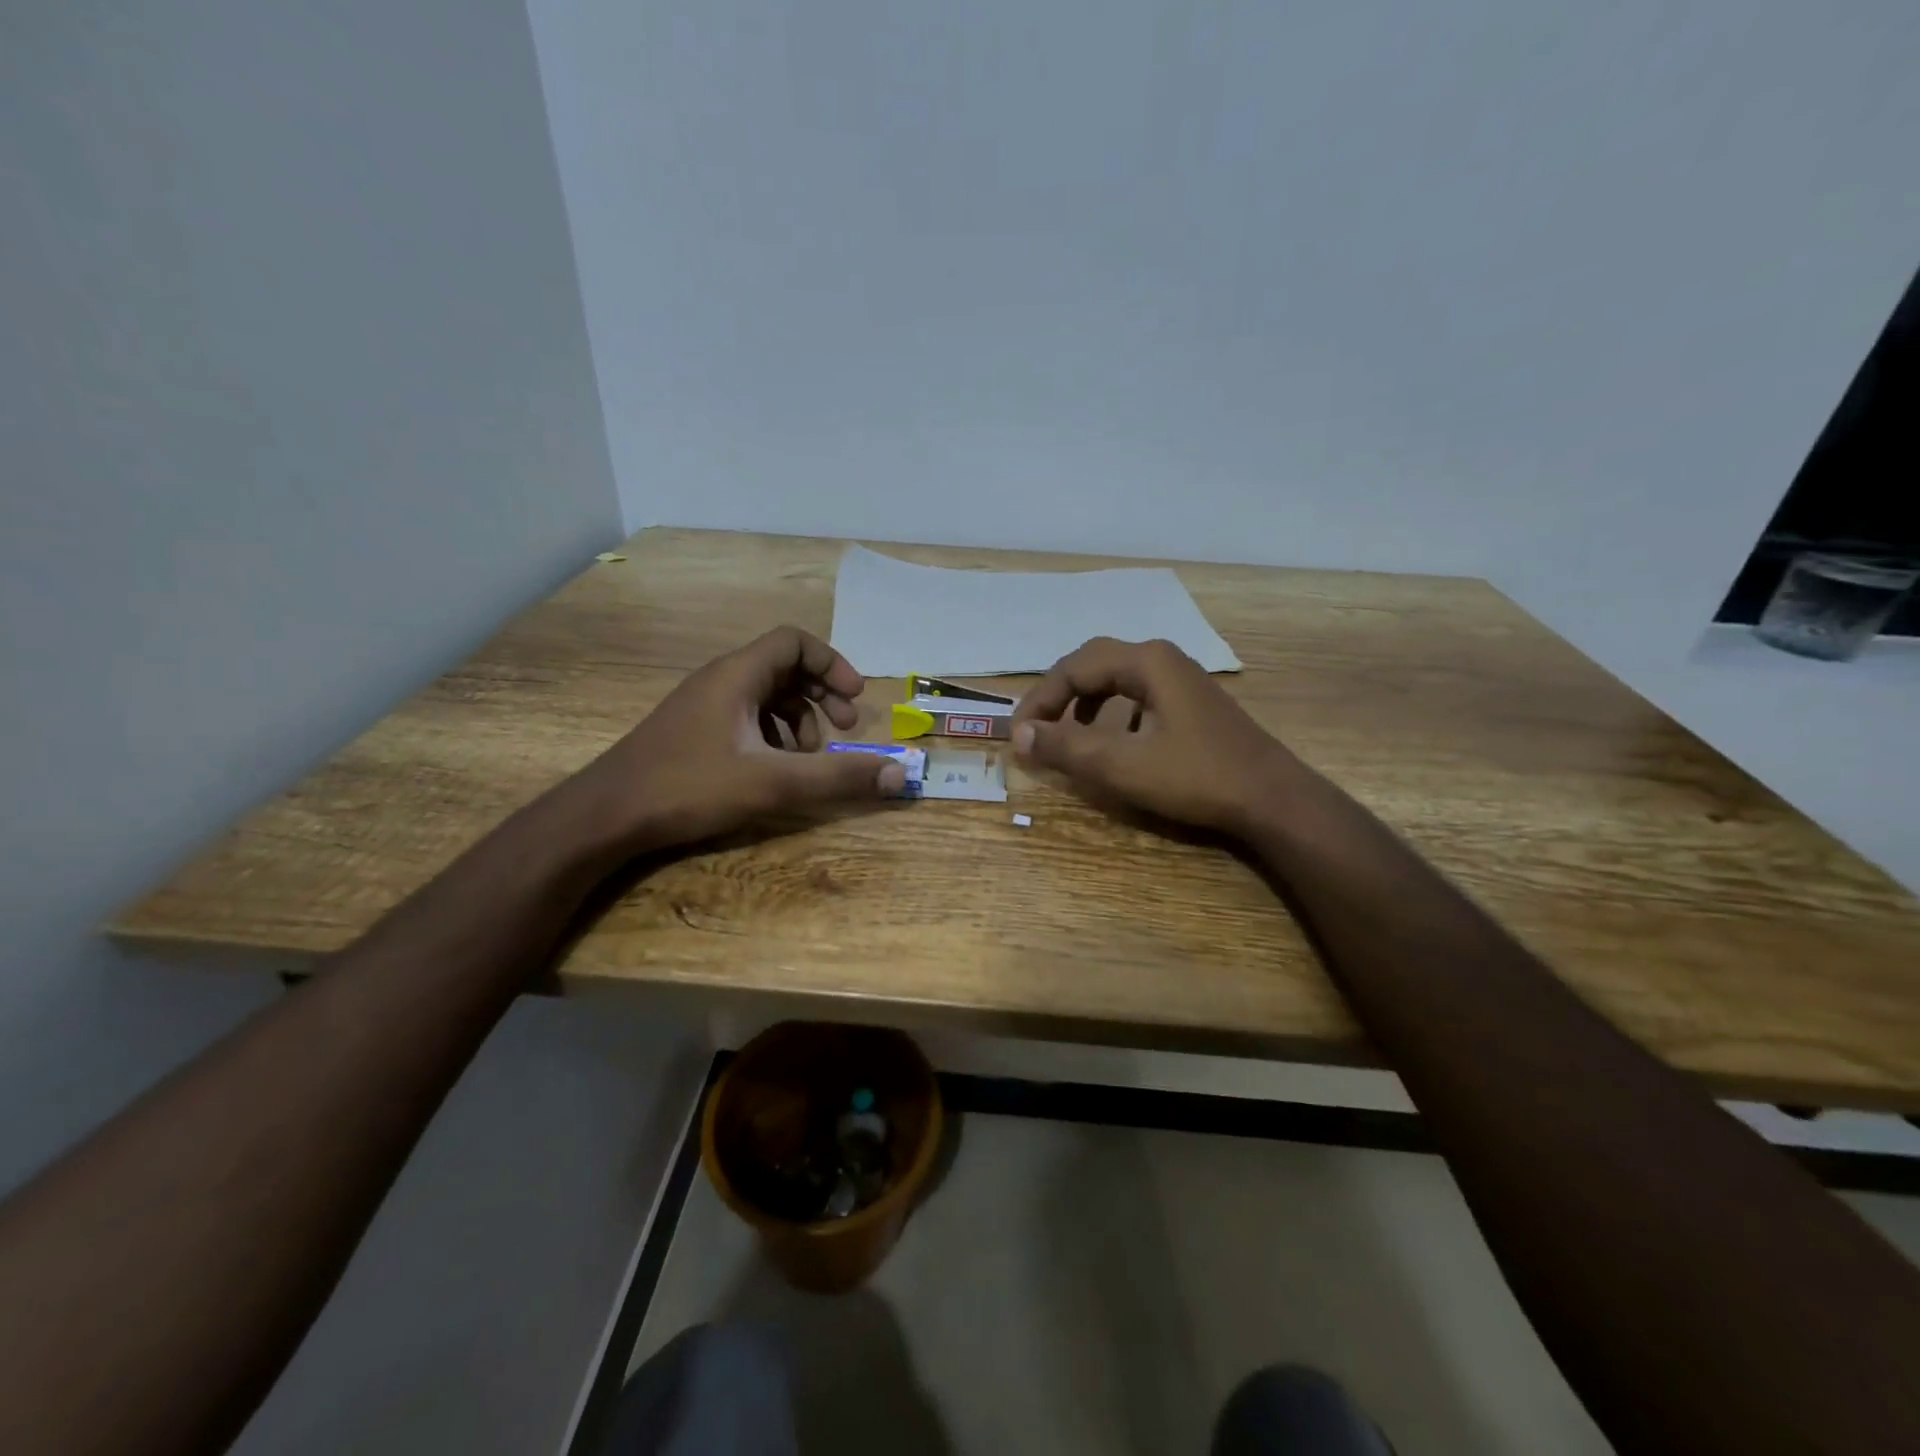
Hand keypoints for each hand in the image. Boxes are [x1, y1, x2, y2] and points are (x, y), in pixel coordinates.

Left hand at [573, 627, 904, 852]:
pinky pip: (745, 716)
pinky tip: (773, 769)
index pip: (795, 641)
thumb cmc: (690, 787)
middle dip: (821, 695)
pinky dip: (772, 734)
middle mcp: (719, 679)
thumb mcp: (773, 783)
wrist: (606, 815)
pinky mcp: (692, 730)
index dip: (832, 664)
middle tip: (844, 729)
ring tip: (809, 757)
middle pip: (784, 667)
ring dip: (798, 719)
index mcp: (738, 675)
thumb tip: (898, 774)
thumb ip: (837, 777)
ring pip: (765, 695)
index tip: (855, 699)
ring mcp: (702, 705)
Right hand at [1011, 637, 1298, 837]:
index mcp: (1146, 662)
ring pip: (1117, 679)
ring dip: (1085, 702)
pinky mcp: (1193, 703)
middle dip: (1059, 695)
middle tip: (1037, 727)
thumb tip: (1019, 734)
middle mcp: (1163, 659)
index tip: (1018, 735)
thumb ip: (1067, 747)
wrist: (1273, 799)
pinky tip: (1116, 743)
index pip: (1073, 668)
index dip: (1039, 700)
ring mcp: (1182, 679)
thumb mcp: (1122, 765)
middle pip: (1093, 664)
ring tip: (1069, 734)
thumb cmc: (1196, 777)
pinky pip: (1139, 695)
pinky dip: (1113, 713)